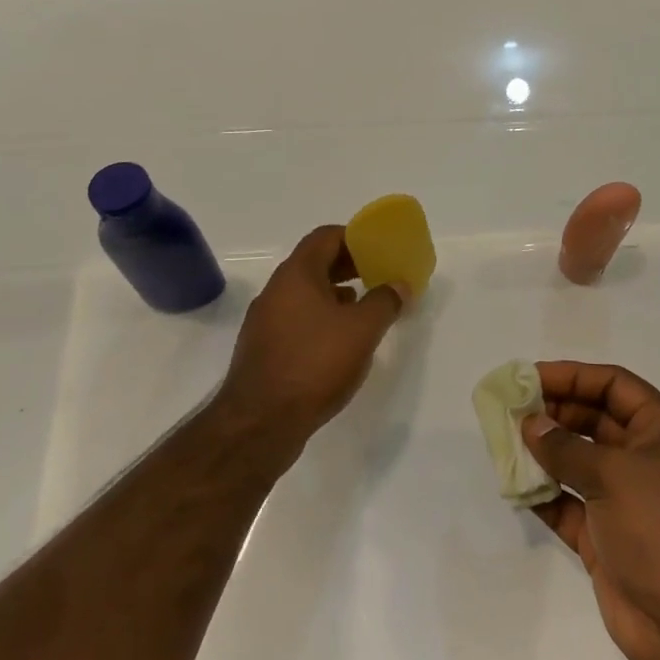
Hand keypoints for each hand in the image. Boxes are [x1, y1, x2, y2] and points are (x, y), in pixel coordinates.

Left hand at [217, 226, 405, 455]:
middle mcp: (276, 290)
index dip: (354, 237)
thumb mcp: (362, 330)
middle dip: (348, 266)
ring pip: (305, 294)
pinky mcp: (263, 349)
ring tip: (363, 309)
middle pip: (314, 263)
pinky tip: (338, 342)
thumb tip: (398, 284)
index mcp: (296, 274)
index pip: (325, 237)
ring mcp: (265, 320)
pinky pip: (296, 319)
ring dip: (334, 294)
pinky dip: (320, 319)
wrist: (260, 422)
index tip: (378, 249)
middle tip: (377, 275)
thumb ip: (385, 301)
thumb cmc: (314, 363)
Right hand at [521, 362, 659, 659]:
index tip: (531, 377)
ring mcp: (625, 500)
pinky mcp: (606, 537)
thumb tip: (531, 423)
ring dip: (545, 451)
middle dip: (555, 412)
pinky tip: (515, 484)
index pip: (614, 385)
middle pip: (595, 419)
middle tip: (512, 409)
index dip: (574, 376)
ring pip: (579, 461)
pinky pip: (568, 503)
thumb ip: (566, 447)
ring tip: (506, 440)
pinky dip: (544, 493)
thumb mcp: (613, 475)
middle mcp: (645, 459)